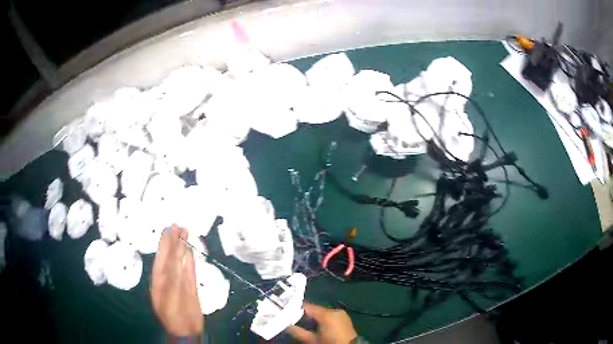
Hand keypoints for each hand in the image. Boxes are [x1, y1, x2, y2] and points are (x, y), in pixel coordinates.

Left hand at [150, 225, 202, 335]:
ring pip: (180, 261)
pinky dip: (190, 261)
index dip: (166, 242)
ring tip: (184, 232)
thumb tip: (179, 258)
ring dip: (182, 248)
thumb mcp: (173, 296)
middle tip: (177, 225)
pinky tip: (190, 251)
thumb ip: (176, 277)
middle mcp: (167, 277)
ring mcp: (179, 281)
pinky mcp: (189, 287)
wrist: (185, 330)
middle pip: (170, 256)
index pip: (163, 257)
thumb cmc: (175, 315)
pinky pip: (189, 272)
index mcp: (159, 279)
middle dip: (173, 241)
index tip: (170, 228)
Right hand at [286, 303, 357, 343]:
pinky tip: (316, 325)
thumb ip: (298, 332)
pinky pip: (330, 315)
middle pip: (315, 309)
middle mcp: (334, 310)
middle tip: (292, 318)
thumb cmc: (329, 343)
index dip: (295, 308)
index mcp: (326, 314)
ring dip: (313, 316)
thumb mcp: (312, 340)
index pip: (306, 306)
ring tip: (303, 322)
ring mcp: (341, 314)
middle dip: (304, 313)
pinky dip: (322, 318)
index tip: (286, 310)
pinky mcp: (344, 318)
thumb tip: (285, 325)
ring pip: (322, 312)